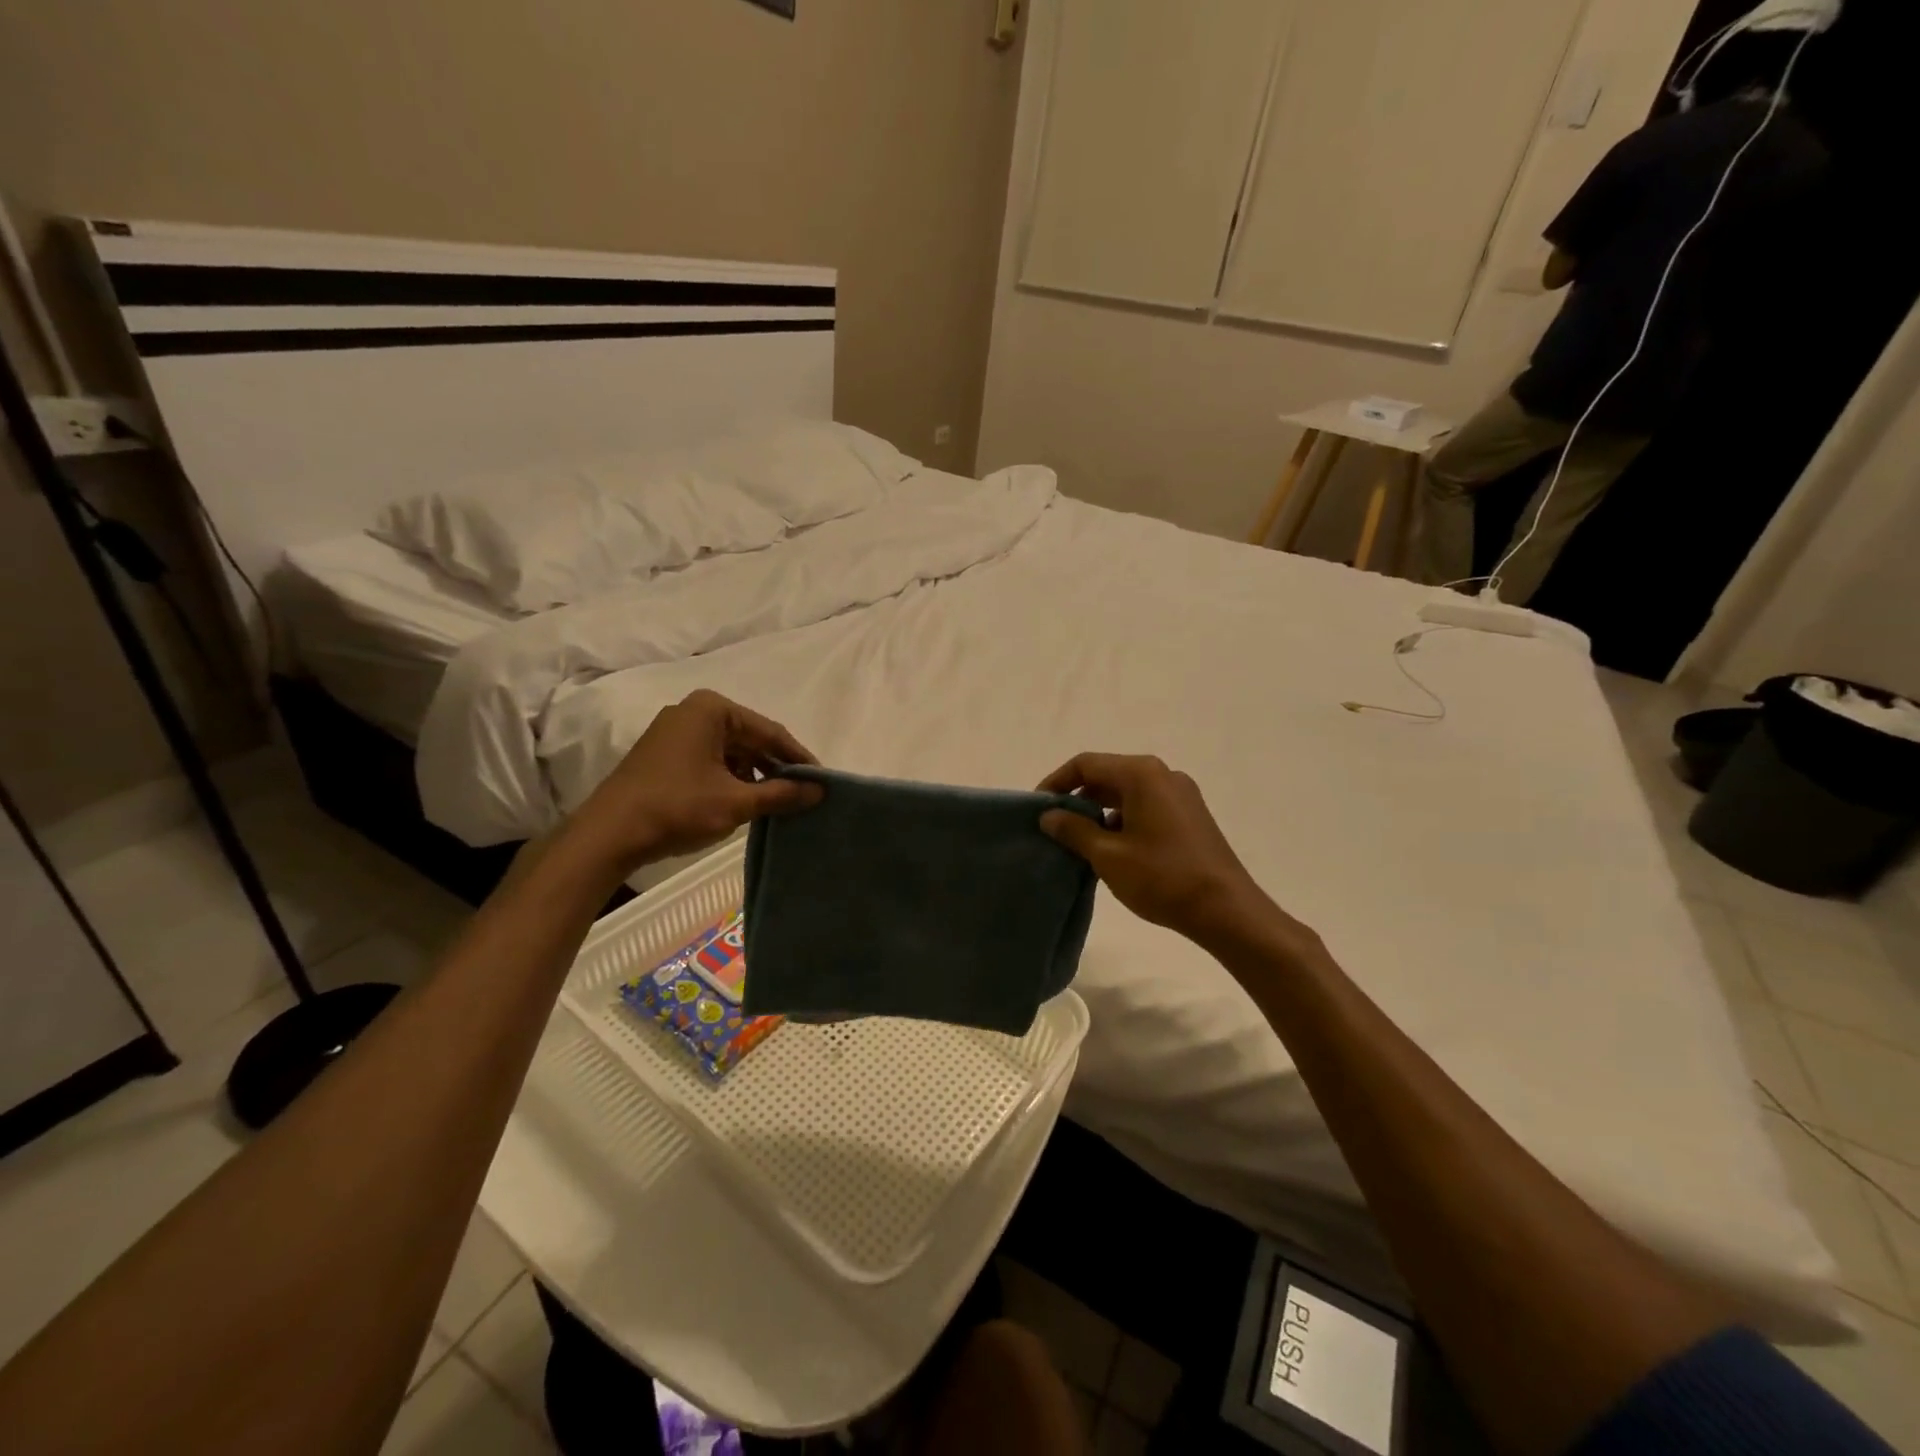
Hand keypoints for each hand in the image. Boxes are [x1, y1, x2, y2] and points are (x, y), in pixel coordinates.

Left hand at [565, 690, 823, 872]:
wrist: (608, 835)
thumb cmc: (677, 808)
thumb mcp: (737, 802)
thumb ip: (781, 793)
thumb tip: (820, 790)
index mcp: (712, 709)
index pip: (770, 731)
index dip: (799, 758)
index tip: (822, 781)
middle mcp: (693, 711)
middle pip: (751, 738)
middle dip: (776, 767)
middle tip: (804, 793)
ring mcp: (675, 732)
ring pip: (731, 751)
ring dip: (755, 775)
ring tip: (779, 802)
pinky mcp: (665, 754)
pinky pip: (711, 760)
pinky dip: (731, 779)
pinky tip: (745, 802)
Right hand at [1038, 753, 1296, 952]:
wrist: (1226, 910)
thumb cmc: (1162, 877)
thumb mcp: (1108, 855)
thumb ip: (1074, 830)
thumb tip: (1049, 815)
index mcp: (1141, 774)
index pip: (1086, 764)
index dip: (1056, 782)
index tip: (1037, 808)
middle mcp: (1162, 775)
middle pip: (1107, 775)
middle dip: (1077, 798)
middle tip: (1054, 827)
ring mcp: (1180, 795)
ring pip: (1127, 793)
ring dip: (1099, 812)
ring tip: (1079, 842)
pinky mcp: (1190, 816)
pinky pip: (1146, 807)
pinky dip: (1122, 820)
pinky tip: (1112, 850)